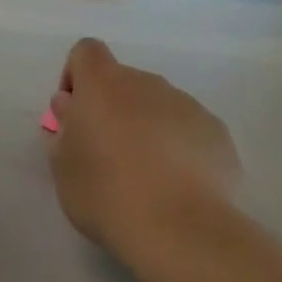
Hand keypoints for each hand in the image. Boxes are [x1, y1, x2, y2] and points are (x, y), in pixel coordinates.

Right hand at [47, 39, 240, 270]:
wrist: (180, 229)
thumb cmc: (106, 194)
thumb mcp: (63, 167)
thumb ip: (63, 128)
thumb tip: (71, 107)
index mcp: (104, 85)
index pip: (87, 52)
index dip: (76, 77)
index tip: (74, 114)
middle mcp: (148, 84)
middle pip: (123, 81)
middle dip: (112, 108)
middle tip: (106, 155)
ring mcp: (188, 106)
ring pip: (158, 105)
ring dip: (145, 127)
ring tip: (144, 177)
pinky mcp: (217, 133)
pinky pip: (188, 129)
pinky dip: (178, 147)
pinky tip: (176, 186)